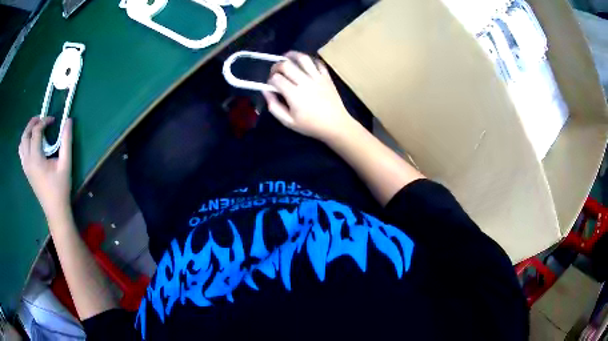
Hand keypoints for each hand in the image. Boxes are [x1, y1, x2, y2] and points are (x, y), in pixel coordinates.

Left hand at [18, 116, 72, 219]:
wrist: (55, 209)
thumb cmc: (60, 188)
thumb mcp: (66, 164)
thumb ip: (66, 141)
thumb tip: (68, 120)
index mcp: (36, 158)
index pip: (36, 131)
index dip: (44, 121)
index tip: (53, 121)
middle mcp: (28, 161)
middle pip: (25, 134)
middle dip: (33, 123)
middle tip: (42, 119)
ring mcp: (25, 167)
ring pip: (22, 143)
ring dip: (28, 132)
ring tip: (36, 129)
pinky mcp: (26, 171)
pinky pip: (21, 152)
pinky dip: (25, 142)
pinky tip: (32, 143)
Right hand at [263, 51, 356, 141]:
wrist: (336, 125)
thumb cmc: (310, 125)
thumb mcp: (288, 122)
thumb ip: (274, 106)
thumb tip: (266, 91)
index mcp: (294, 95)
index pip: (276, 79)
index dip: (270, 80)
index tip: (271, 85)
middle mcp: (305, 82)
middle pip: (286, 65)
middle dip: (276, 66)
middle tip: (275, 71)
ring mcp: (317, 78)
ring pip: (303, 58)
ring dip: (292, 55)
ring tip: (286, 57)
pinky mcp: (327, 77)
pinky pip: (317, 62)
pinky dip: (309, 60)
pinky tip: (304, 63)